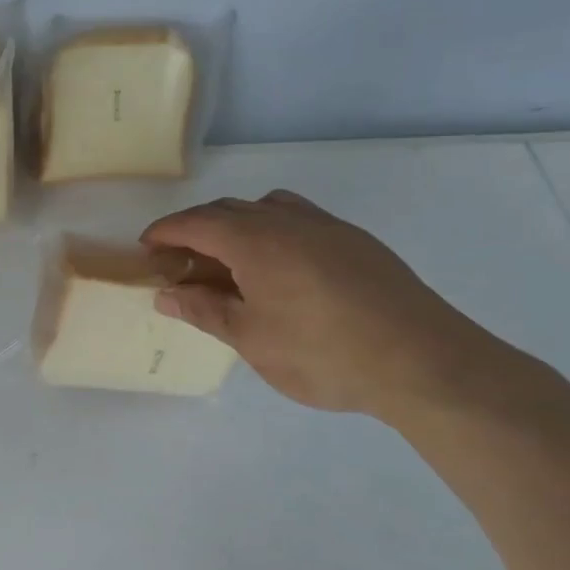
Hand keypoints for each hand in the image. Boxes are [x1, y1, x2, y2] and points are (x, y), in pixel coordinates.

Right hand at [142, 191, 520, 421]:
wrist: (423, 361)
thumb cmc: (323, 353)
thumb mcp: (251, 339)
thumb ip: (205, 311)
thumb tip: (166, 294)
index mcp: (255, 241)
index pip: (196, 223)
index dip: (166, 232)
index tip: (146, 248)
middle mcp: (288, 220)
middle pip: (229, 210)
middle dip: (196, 228)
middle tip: (180, 261)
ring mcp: (327, 227)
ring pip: (267, 208)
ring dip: (237, 224)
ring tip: (229, 259)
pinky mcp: (357, 241)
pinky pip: (300, 218)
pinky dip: (273, 229)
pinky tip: (281, 266)